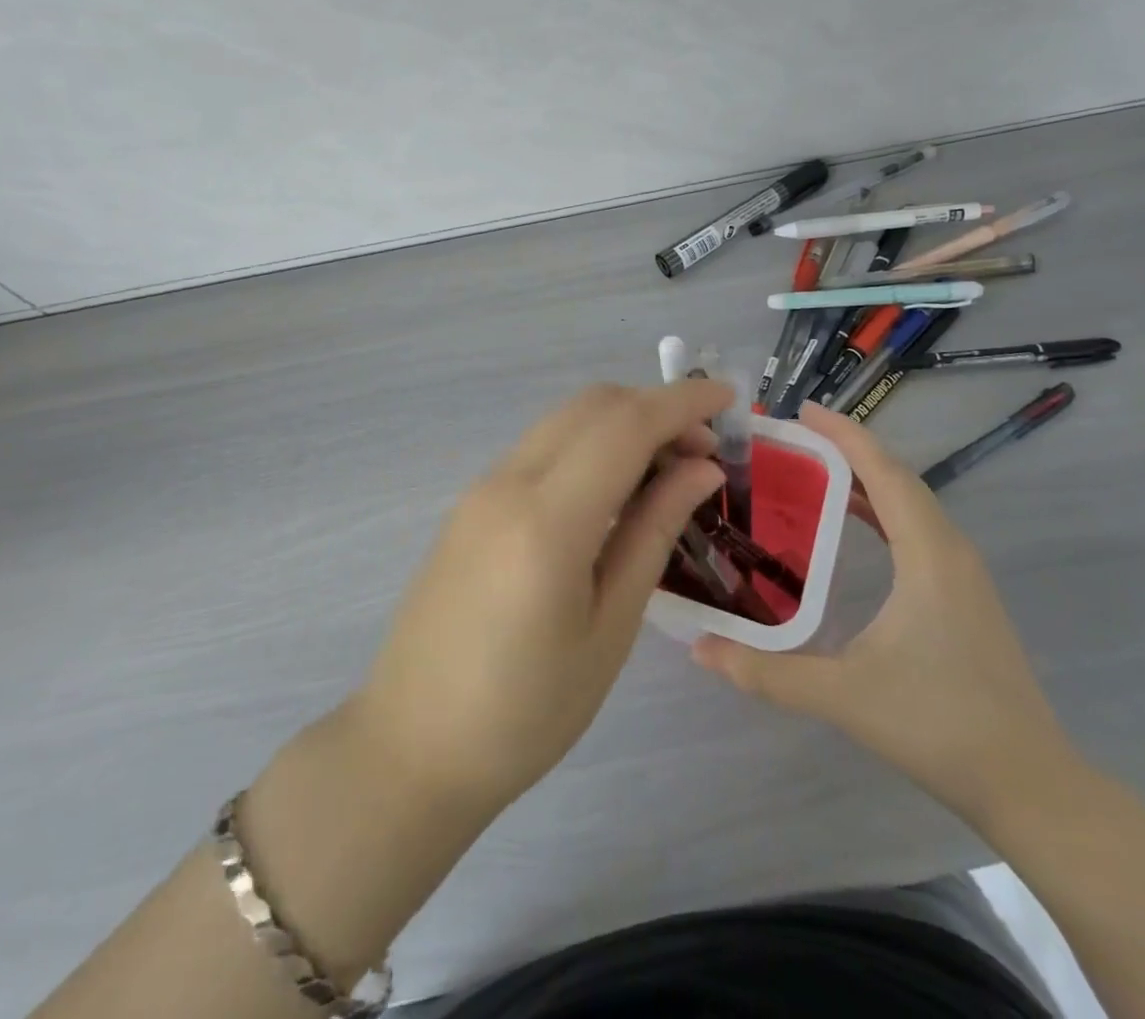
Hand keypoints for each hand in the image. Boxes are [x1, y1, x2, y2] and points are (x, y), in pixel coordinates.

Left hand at [351, 379, 731, 814]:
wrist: (414, 745)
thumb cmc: (527, 710)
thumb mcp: (610, 628)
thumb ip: (654, 532)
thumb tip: (701, 469)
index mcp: (547, 519)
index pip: (626, 425)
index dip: (682, 402)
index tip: (730, 399)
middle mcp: (508, 482)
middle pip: (592, 406)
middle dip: (655, 407)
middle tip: (704, 451)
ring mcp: (482, 488)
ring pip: (564, 420)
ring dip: (621, 423)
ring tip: (667, 468)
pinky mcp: (470, 502)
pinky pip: (541, 447)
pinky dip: (588, 444)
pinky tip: (613, 488)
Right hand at [692, 402, 1076, 824]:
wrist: (1030, 785)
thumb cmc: (939, 726)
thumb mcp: (844, 696)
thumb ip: (767, 672)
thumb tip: (698, 648)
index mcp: (928, 554)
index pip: (884, 472)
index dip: (844, 435)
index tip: (802, 411)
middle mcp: (950, 549)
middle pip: (898, 478)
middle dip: (848, 449)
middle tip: (792, 438)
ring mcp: (963, 572)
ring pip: (911, 502)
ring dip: (866, 477)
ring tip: (812, 469)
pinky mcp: (964, 593)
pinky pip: (918, 528)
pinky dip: (882, 509)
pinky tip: (852, 522)